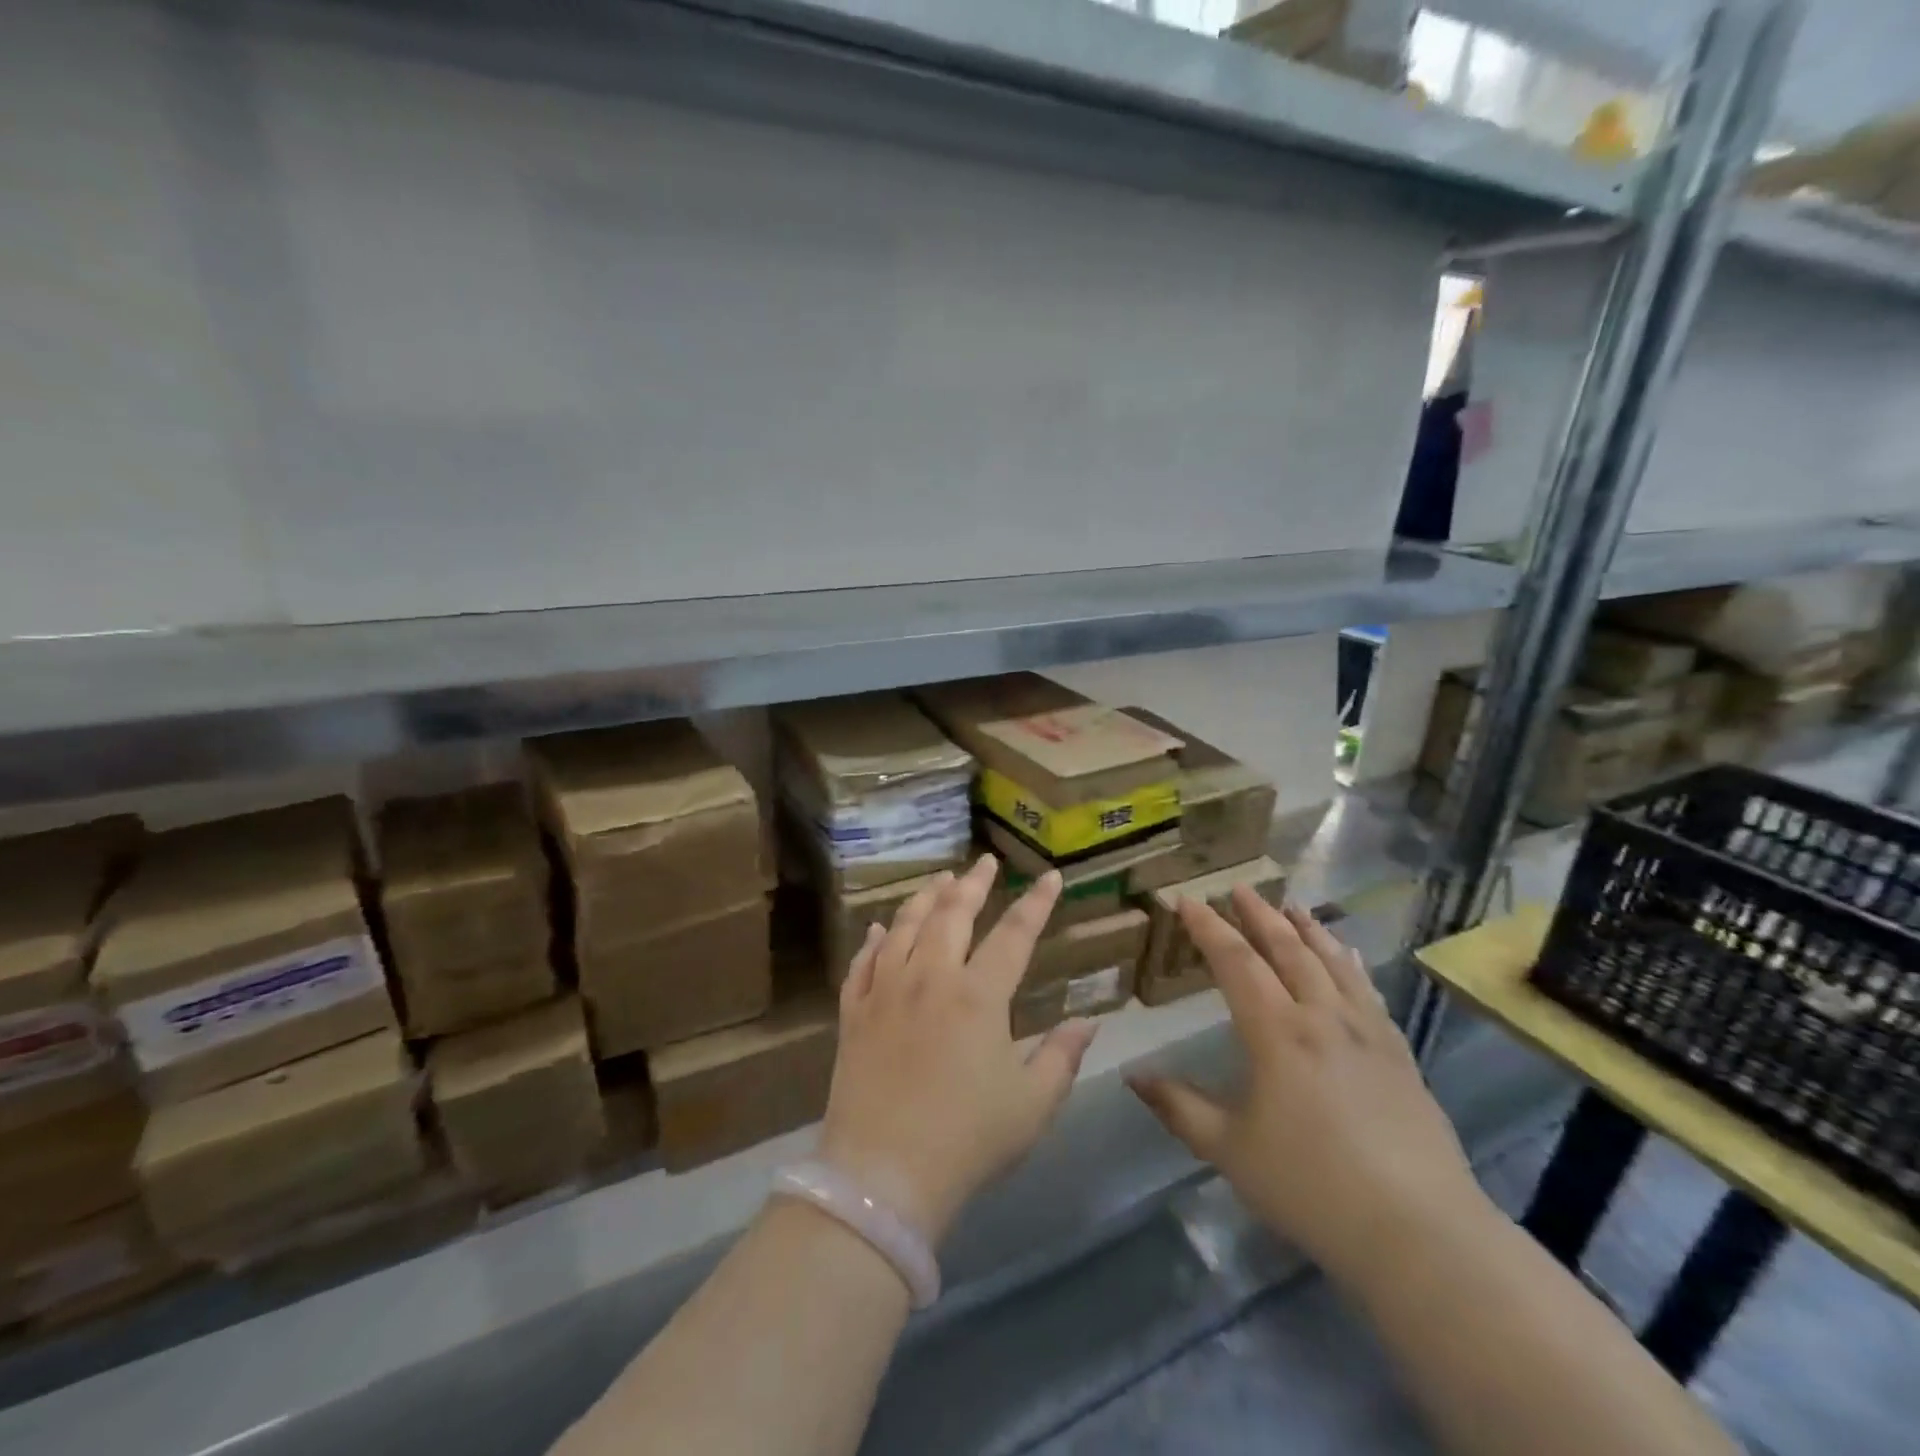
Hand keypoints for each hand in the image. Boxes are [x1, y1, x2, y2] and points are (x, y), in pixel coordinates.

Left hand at [817, 856, 1095, 1245]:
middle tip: (984, 862)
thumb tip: (1090, 1020)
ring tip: (939, 880)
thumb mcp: (1032, 1105)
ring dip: (925, 898)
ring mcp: (886, 991)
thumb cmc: (967, 1141)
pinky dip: (874, 940)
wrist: (883, 1176)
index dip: (1035, 903)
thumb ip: (1063, 1056)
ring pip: (905, 926)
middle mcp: (930, 978)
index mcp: (979, 996)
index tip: (1049, 876)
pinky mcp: (854, 1012)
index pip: (1014, 935)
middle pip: (952, 914)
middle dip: (972, 883)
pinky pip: (863, 963)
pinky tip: (879, 929)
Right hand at [1127, 890, 1486, 1284]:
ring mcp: (1366, 1032)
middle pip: (1287, 949)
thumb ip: (1178, 1107)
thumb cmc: (1310, 1186)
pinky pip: (1368, 991)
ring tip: (1290, 905)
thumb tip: (1132, 1076)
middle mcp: (1321, 1017)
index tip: (1187, 900)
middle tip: (1240, 888)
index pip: (1235, 961)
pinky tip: (1349, 955)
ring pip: (1332, 962)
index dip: (1208, 927)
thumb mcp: (1229, 1150)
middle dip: (1259, 915)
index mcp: (1276, 1032)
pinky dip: (1350, 963)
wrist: (1418, 1233)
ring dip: (1307, 929)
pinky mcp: (1398, 1054)